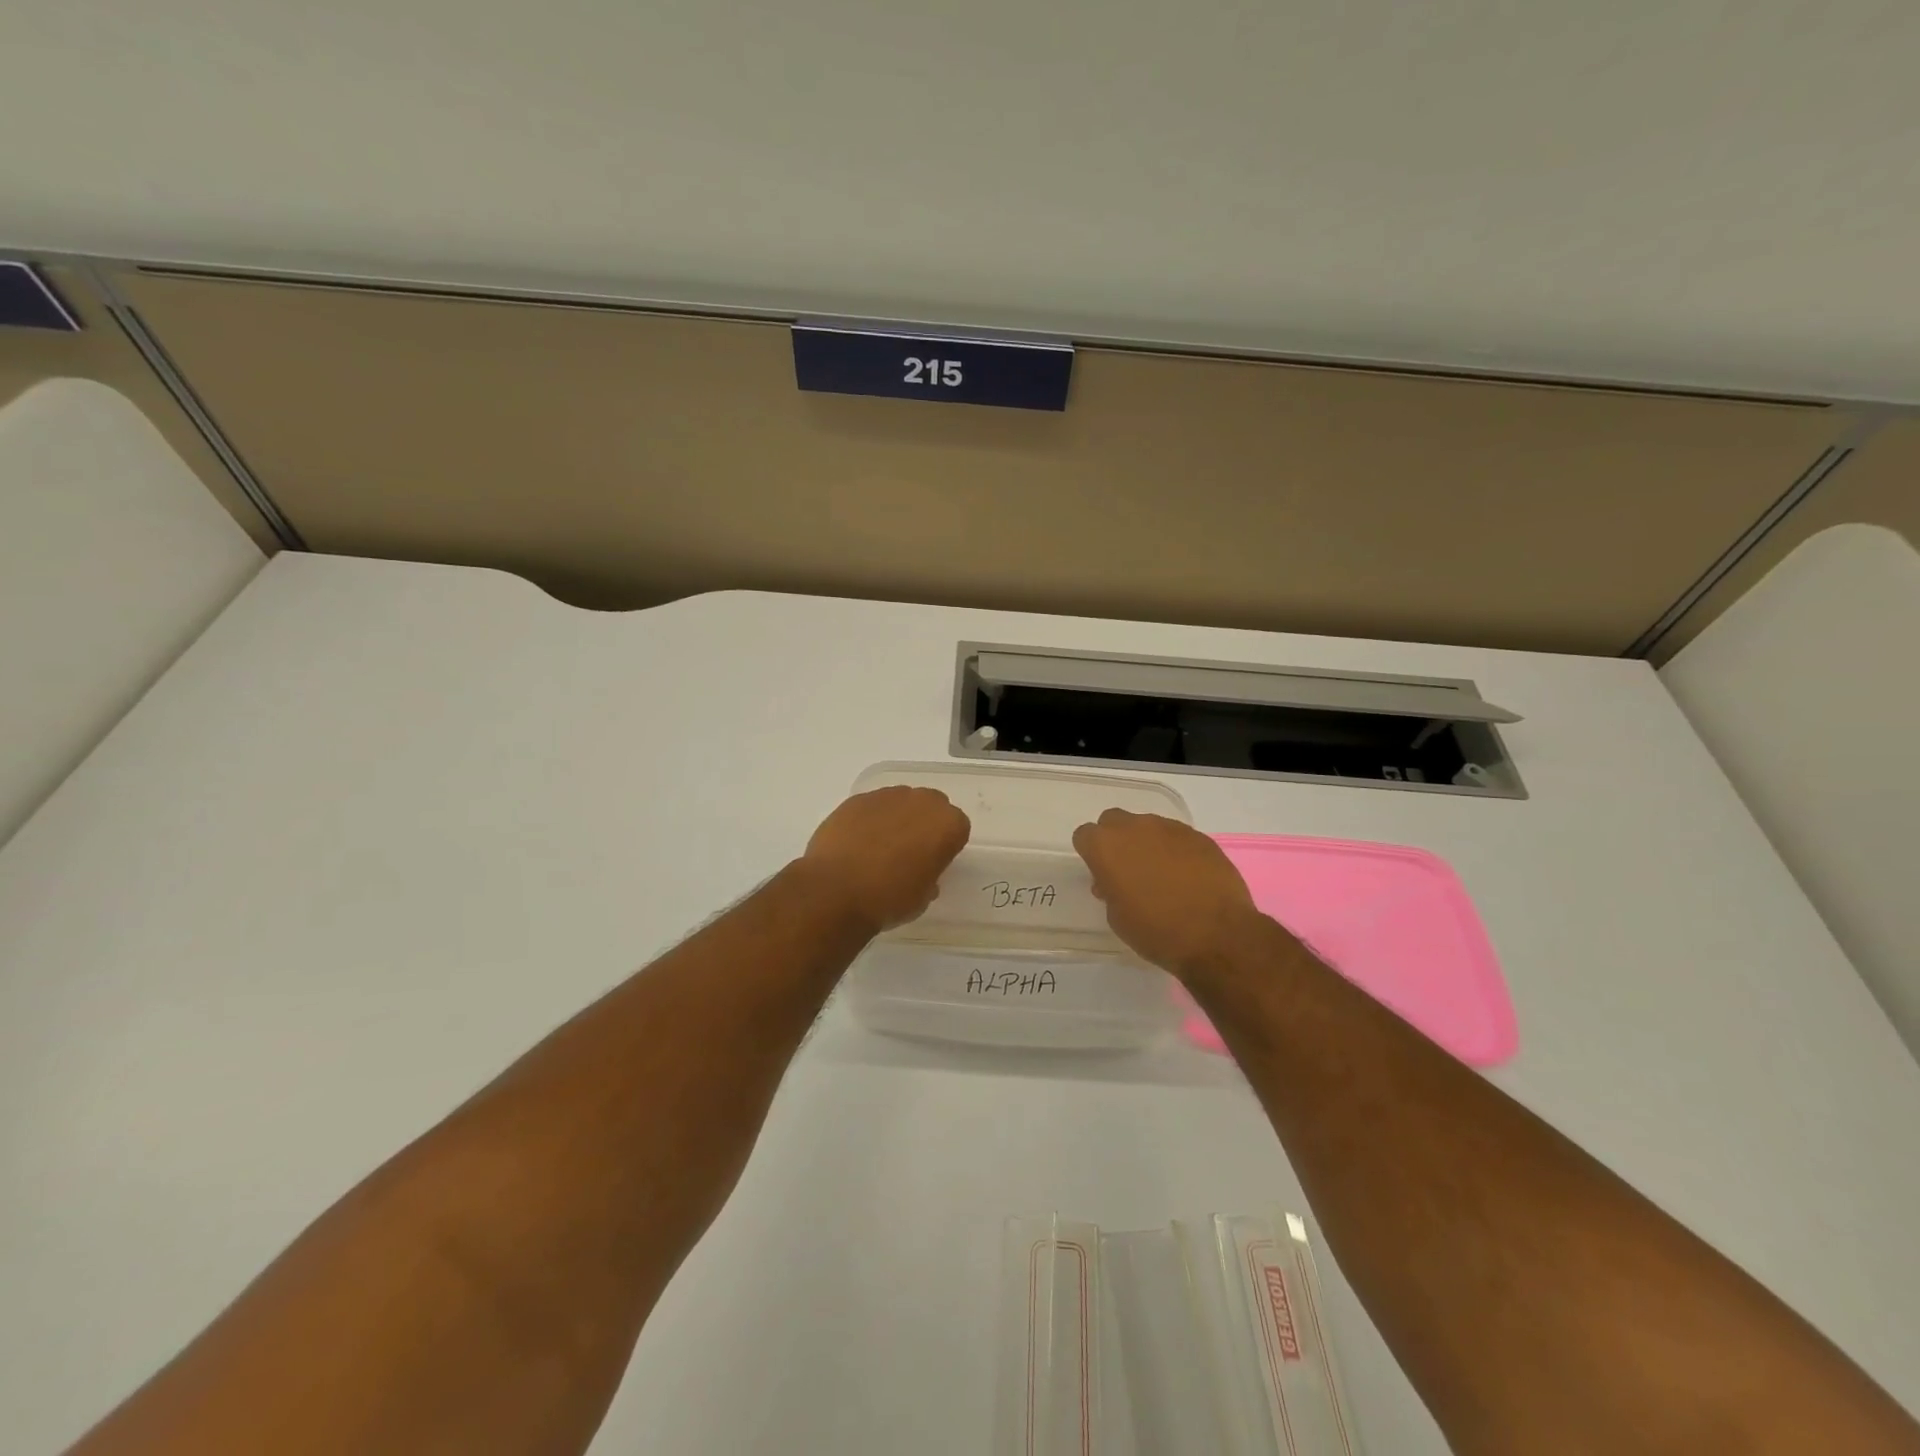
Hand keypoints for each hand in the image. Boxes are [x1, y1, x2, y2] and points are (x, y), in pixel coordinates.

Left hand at [800, 786, 970, 932]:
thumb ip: (929, 876)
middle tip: (908, 852)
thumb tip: (919, 871)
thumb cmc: (889, 899)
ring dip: (895, 819)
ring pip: (900, 802)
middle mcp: (921, 801)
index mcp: (947, 825)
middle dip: (923, 824)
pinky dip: (868, 820)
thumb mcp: (923, 898)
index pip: (957, 828)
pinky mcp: (856, 799)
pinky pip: (871, 807)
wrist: (836, 891)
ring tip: (877, 848)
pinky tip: (855, 844)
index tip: (932, 863)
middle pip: (930, 806)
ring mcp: (886, 796)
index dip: (945, 846)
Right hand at [1072, 809, 1265, 977]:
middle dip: (1117, 841)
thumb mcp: (1118, 918)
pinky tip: (1188, 877)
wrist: (1217, 935)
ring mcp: (1169, 828)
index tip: (1102, 875)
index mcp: (1106, 847)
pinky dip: (1176, 851)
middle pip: (1114, 821)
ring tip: (1162, 876)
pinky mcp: (1199, 836)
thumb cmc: (1157, 931)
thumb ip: (1109, 891)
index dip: (1091, 854)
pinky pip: (1177, 837)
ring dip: (1147, 844)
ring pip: (1147, 826)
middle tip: (1128, 871)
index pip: (1085, 835)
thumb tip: (1113, 882)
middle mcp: (1134, 828)